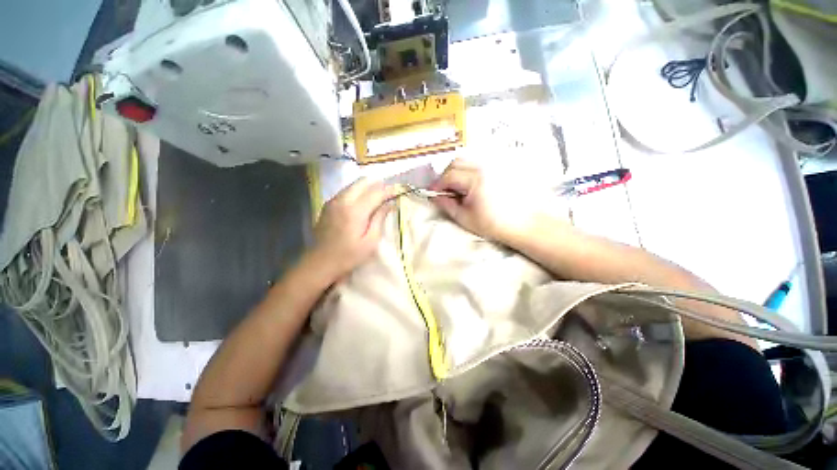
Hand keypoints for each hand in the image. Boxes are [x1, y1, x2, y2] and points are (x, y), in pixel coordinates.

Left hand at [308, 178, 394, 279]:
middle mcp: (342, 200)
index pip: (376, 192)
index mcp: (355, 210)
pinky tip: (362, 201)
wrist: (320, 262)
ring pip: (353, 185)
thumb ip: (379, 219)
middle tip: (389, 191)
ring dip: (367, 186)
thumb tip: (389, 204)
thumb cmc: (348, 255)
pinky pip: (346, 191)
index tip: (399, 190)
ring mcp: (333, 201)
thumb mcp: (370, 241)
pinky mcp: (328, 205)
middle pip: (362, 182)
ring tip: (378, 195)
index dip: (389, 190)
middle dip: (378, 184)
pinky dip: (357, 191)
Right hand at [431, 159, 553, 241]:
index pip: (449, 175)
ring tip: (458, 187)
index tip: (433, 193)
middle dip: (446, 174)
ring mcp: (495, 164)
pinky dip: (470, 169)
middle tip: (445, 189)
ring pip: (469, 159)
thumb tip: (434, 196)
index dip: (438, 184)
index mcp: (476, 179)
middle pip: (457, 161)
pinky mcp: (502, 167)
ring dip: (458, 170)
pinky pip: (480, 162)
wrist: (525, 224)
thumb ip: (447, 205)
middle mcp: (485, 166)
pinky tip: (472, 183)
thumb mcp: (465, 218)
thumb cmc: (494, 224)